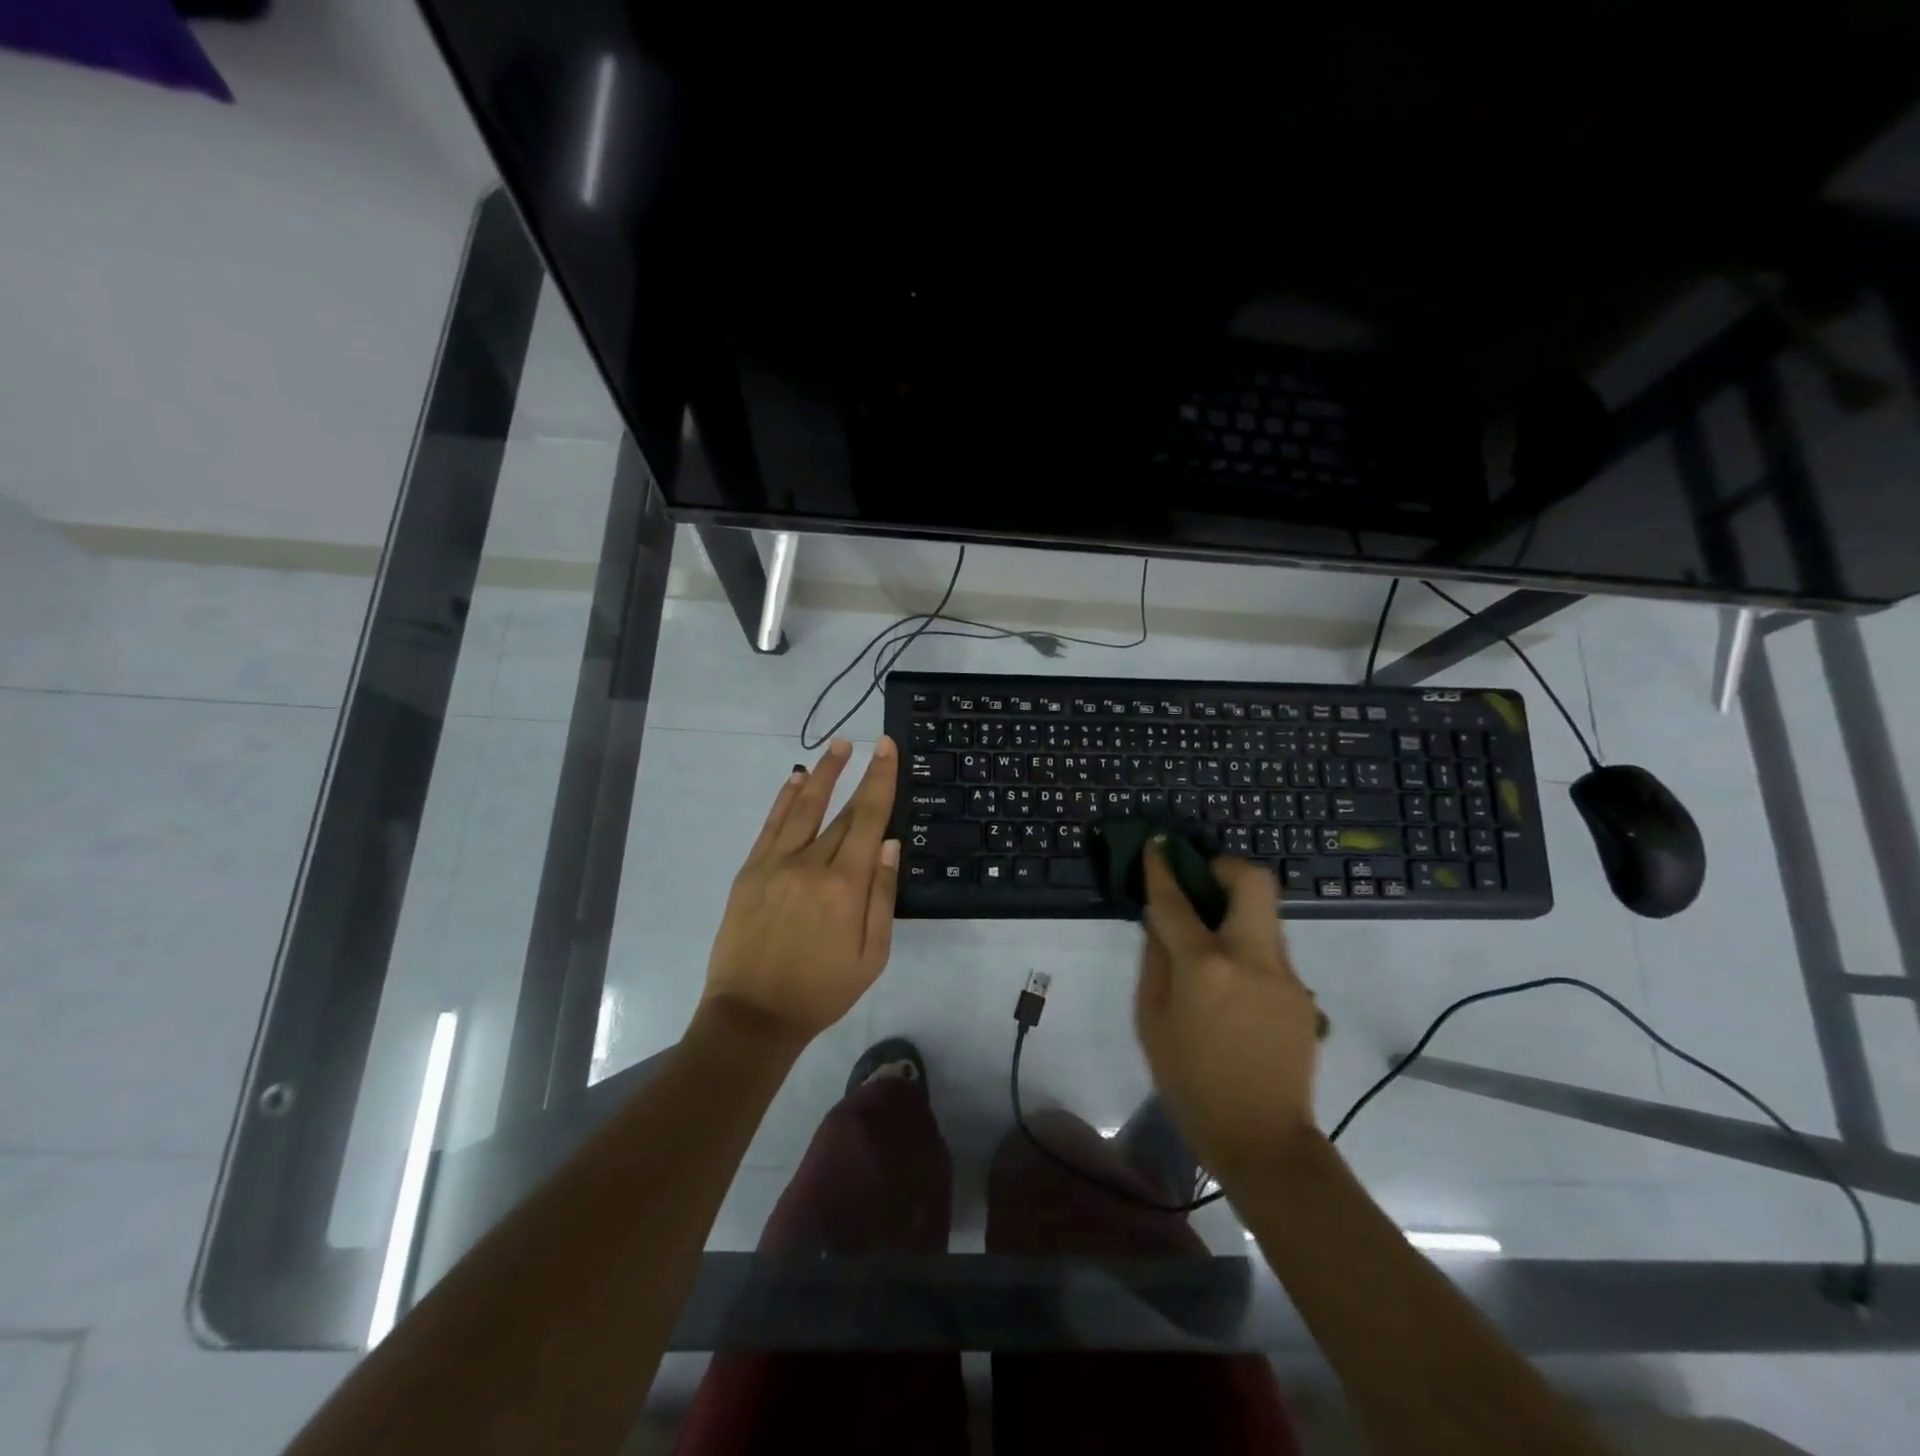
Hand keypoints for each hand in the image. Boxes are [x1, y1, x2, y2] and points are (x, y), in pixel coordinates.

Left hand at [702, 737, 900, 1047]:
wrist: (753, 1015)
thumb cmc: (822, 990)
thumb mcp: (872, 956)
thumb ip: (881, 896)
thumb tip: (890, 843)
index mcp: (844, 886)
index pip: (868, 819)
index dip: (880, 780)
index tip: (887, 748)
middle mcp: (810, 864)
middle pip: (841, 811)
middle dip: (861, 774)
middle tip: (873, 744)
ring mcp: (775, 864)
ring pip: (804, 807)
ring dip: (822, 773)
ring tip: (838, 745)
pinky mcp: (751, 872)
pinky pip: (771, 825)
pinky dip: (785, 799)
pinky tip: (796, 778)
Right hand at [1134, 843, 1320, 1184]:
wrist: (1262, 1139)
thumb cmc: (1190, 1083)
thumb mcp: (1152, 1021)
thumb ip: (1155, 961)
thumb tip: (1160, 922)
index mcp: (1206, 968)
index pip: (1178, 902)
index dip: (1163, 869)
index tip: (1157, 846)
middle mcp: (1252, 958)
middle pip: (1253, 881)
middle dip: (1224, 868)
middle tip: (1200, 883)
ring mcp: (1286, 975)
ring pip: (1264, 915)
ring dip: (1235, 911)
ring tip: (1209, 942)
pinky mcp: (1302, 993)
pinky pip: (1270, 951)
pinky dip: (1246, 948)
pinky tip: (1231, 986)